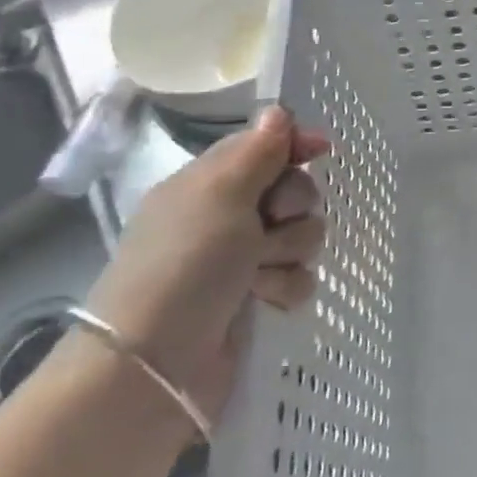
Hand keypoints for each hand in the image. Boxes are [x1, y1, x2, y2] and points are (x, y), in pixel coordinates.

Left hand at [84, 107, 328, 421]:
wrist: (157, 365)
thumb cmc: (185, 264)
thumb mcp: (219, 194)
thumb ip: (257, 151)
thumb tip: (278, 111)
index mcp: (209, 184)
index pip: (263, 147)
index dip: (293, 146)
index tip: (320, 150)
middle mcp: (227, 218)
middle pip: (293, 191)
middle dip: (292, 208)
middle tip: (268, 225)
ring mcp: (243, 260)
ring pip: (304, 235)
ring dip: (289, 252)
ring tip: (258, 274)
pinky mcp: (259, 299)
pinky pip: (301, 277)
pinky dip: (286, 287)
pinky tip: (265, 301)